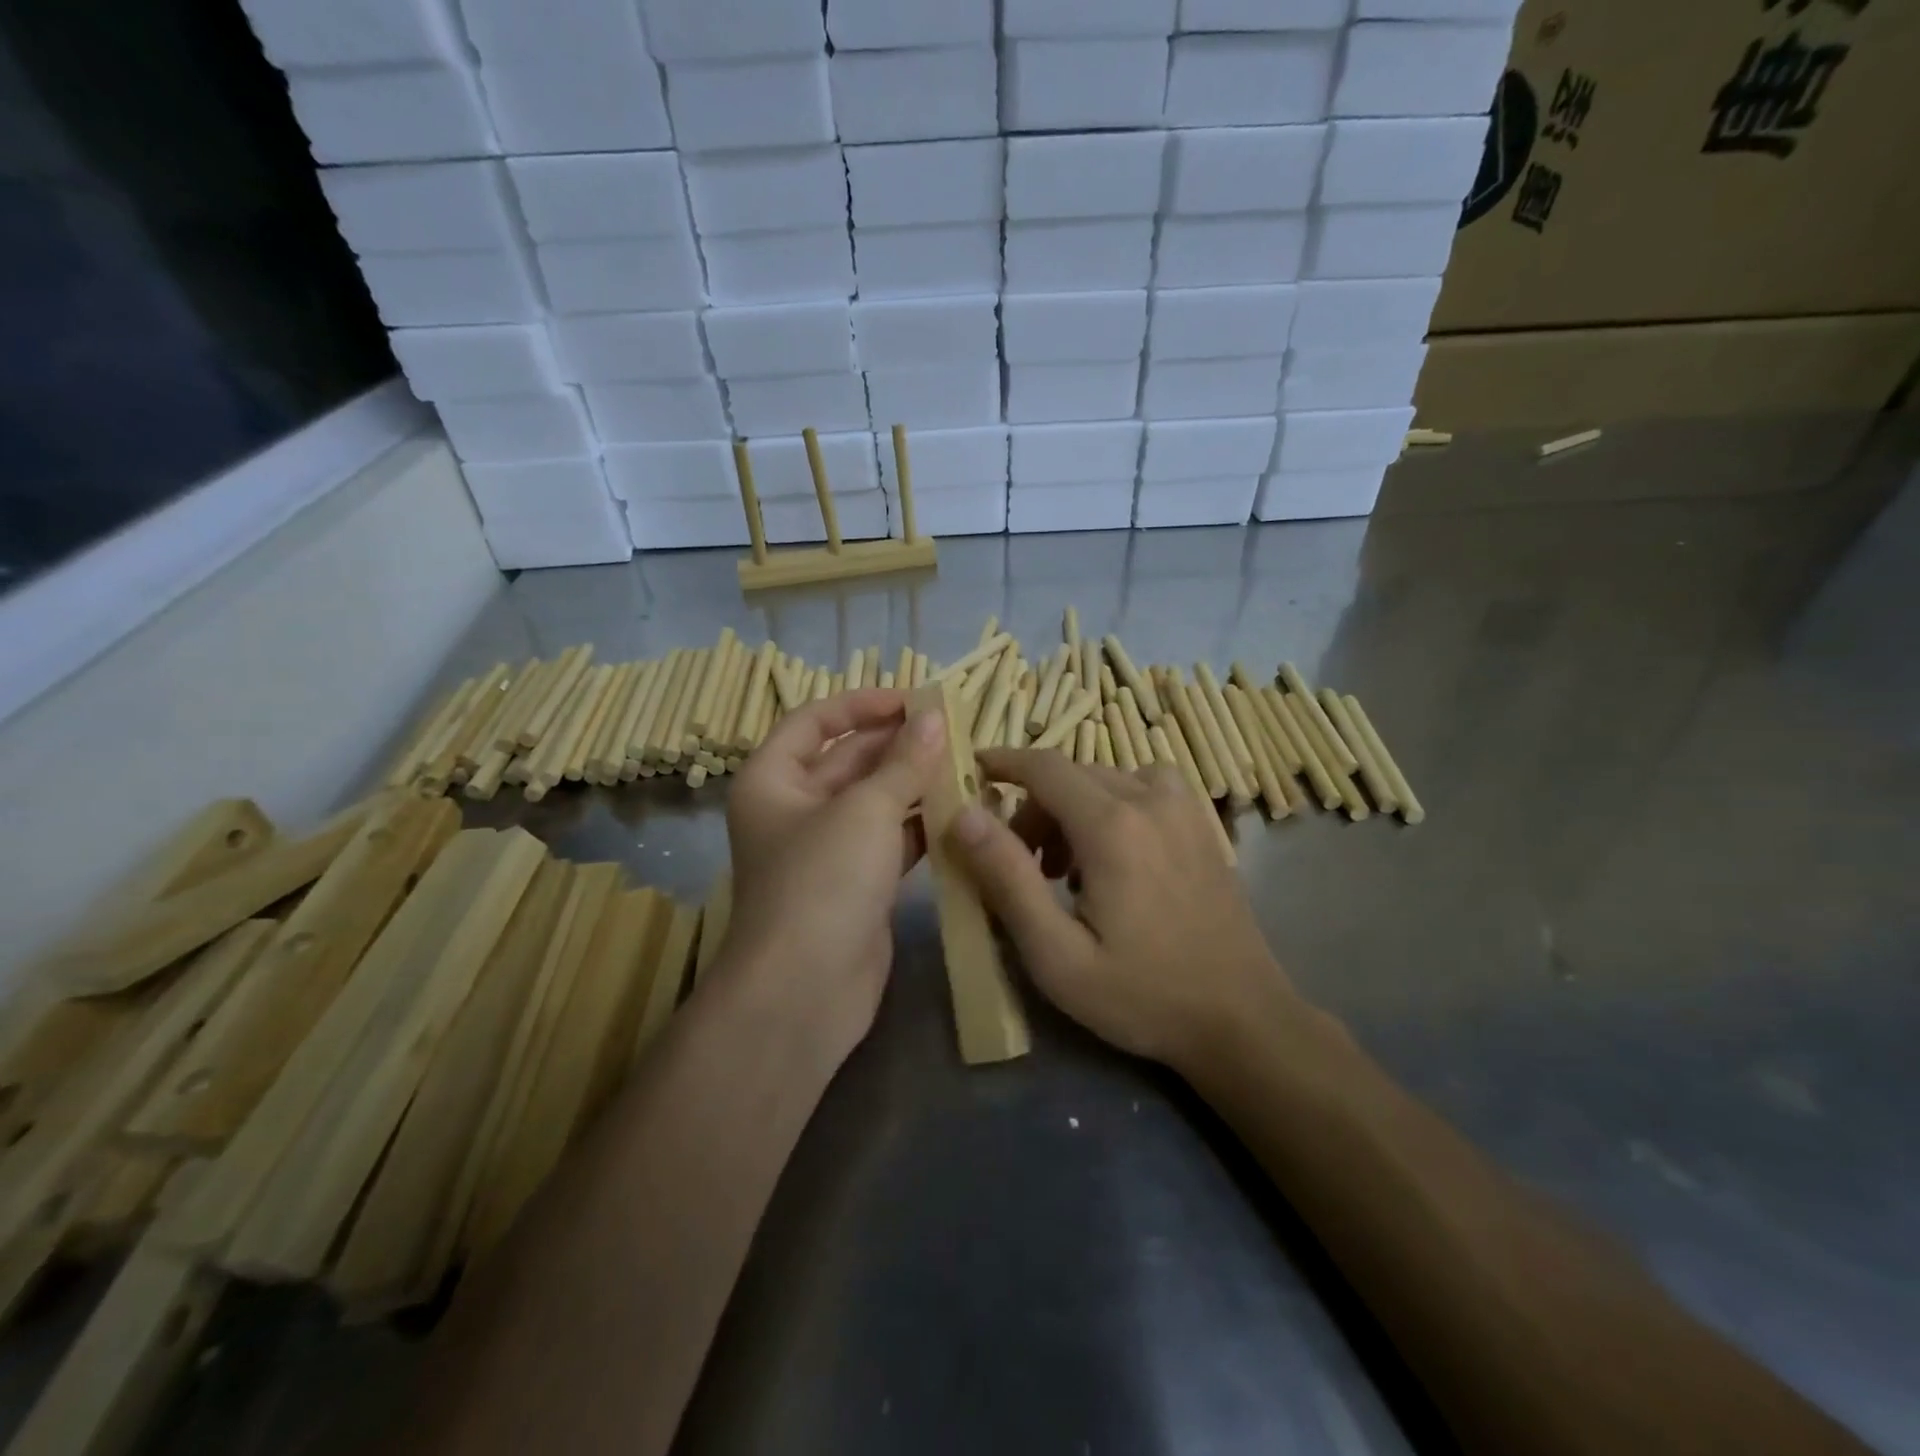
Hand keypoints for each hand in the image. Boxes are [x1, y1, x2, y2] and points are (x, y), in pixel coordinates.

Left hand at [719, 689, 945, 1059]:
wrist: (805, 991)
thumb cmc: (822, 882)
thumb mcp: (865, 811)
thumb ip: (904, 762)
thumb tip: (934, 717)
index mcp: (773, 780)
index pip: (814, 721)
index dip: (861, 704)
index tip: (913, 700)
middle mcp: (795, 809)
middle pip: (849, 760)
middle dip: (898, 744)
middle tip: (953, 730)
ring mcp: (827, 849)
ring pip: (875, 801)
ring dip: (915, 784)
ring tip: (965, 763)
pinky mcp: (856, 883)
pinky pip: (890, 839)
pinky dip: (920, 825)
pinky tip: (960, 812)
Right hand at [949, 751, 1300, 1071]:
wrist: (1243, 1019)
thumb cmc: (1142, 995)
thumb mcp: (1057, 954)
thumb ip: (1007, 878)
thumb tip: (964, 815)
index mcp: (1112, 827)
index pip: (1044, 767)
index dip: (1004, 762)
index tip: (974, 771)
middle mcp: (1151, 800)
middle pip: (1073, 774)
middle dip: (1034, 805)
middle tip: (1019, 862)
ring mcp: (1185, 810)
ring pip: (1108, 779)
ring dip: (1073, 807)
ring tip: (1064, 868)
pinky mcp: (1202, 827)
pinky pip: (1143, 790)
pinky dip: (1112, 807)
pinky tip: (1112, 859)